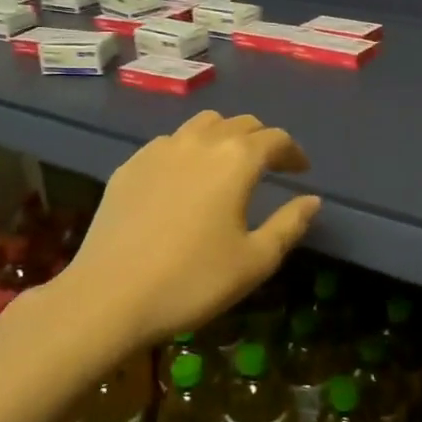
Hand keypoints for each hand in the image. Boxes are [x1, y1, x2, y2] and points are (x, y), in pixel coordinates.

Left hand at [65, 110, 320, 346]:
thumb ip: (289, 225)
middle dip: (261, 140)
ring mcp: (159, 149)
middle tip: (270, 165)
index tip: (301, 170)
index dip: (293, 153)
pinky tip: (184, 179)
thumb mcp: (254, 261)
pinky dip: (188, 150)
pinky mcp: (130, 165)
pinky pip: (169, 143)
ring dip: (224, 137)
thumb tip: (312, 200)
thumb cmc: (192, 281)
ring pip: (202, 125)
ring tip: (227, 164)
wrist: (108, 297)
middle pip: (240, 124)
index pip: (275, 139)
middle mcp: (200, 141)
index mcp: (236, 159)